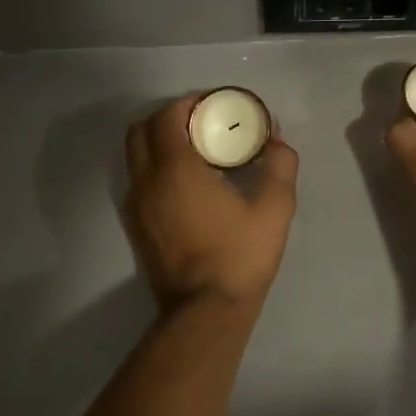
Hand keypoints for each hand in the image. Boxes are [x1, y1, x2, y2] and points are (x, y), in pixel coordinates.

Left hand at [123, 96, 299, 311]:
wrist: (206, 312)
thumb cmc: (240, 255)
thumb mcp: (275, 207)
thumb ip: (279, 164)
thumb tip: (276, 140)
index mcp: (176, 169)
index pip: (167, 116)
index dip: (188, 104)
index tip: (214, 107)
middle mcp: (147, 181)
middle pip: (141, 130)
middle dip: (168, 119)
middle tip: (202, 126)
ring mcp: (136, 206)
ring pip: (135, 157)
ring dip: (159, 144)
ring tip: (196, 155)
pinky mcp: (137, 226)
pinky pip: (139, 181)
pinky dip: (156, 169)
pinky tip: (188, 186)